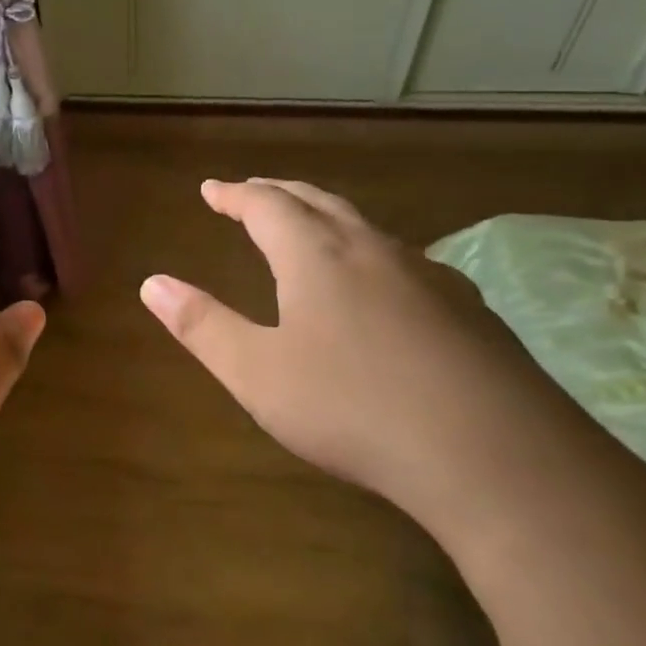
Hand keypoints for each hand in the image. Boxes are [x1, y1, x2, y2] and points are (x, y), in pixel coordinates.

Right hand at [139, 179, 579, 519]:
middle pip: (319, 202)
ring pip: (367, 228)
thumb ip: (202, 325)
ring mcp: (429, 276)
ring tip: (310, 230)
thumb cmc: (353, 409)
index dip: (235, 195)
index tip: (211, 190)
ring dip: (328, 218)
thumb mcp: (257, 374)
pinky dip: (372, 255)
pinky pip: (405, 262)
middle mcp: (373, 250)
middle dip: (279, 194)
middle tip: (253, 193)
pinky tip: (382, 286)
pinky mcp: (468, 310)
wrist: (493, 455)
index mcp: (317, 256)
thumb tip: (151, 282)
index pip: (267, 205)